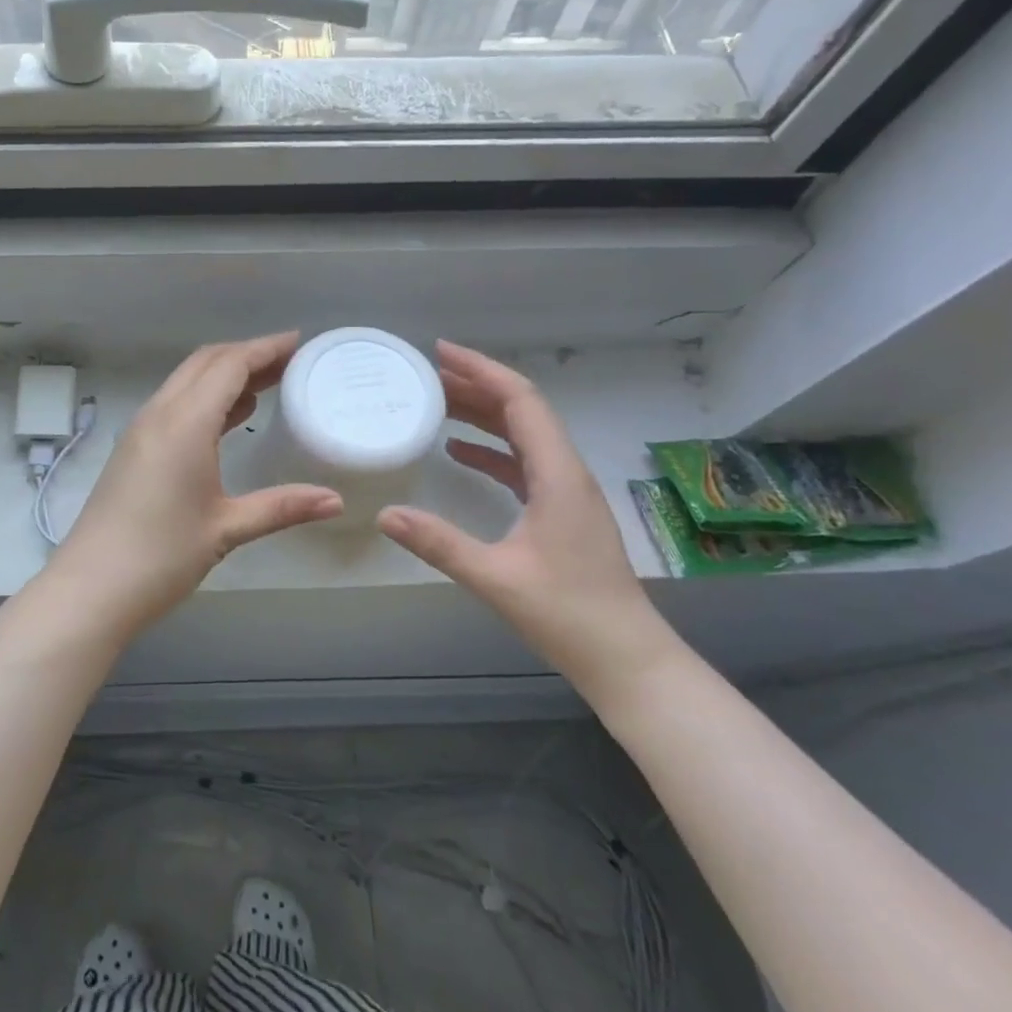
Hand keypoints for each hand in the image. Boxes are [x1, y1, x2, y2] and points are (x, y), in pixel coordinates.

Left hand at [53, 332, 343, 627]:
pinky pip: (174, 404)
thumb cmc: (162, 556)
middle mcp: (159, 414)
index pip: (229, 365)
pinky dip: (205, 398)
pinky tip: (230, 418)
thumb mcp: (227, 528)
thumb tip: (336, 501)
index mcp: (184, 423)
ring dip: (224, 376)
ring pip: (186, 382)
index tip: (298, 343)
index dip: (265, 349)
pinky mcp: (132, 449)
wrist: (91, 587)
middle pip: (205, 363)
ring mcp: (141, 430)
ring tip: (268, 385)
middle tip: (289, 363)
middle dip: (247, 355)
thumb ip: (282, 507)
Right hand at [376, 342, 678, 703]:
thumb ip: (439, 543)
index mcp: (558, 475)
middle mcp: (566, 472)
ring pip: (522, 436)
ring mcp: (566, 492)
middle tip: (426, 375)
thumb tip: (384, 514)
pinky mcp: (561, 512)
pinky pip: (523, 464)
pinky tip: (458, 453)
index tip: (440, 352)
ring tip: (436, 403)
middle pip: (521, 411)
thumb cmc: (568, 615)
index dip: (482, 370)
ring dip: (482, 415)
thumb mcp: (495, 578)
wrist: (627, 658)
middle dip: (476, 386)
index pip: (521, 401)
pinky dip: (490, 450)